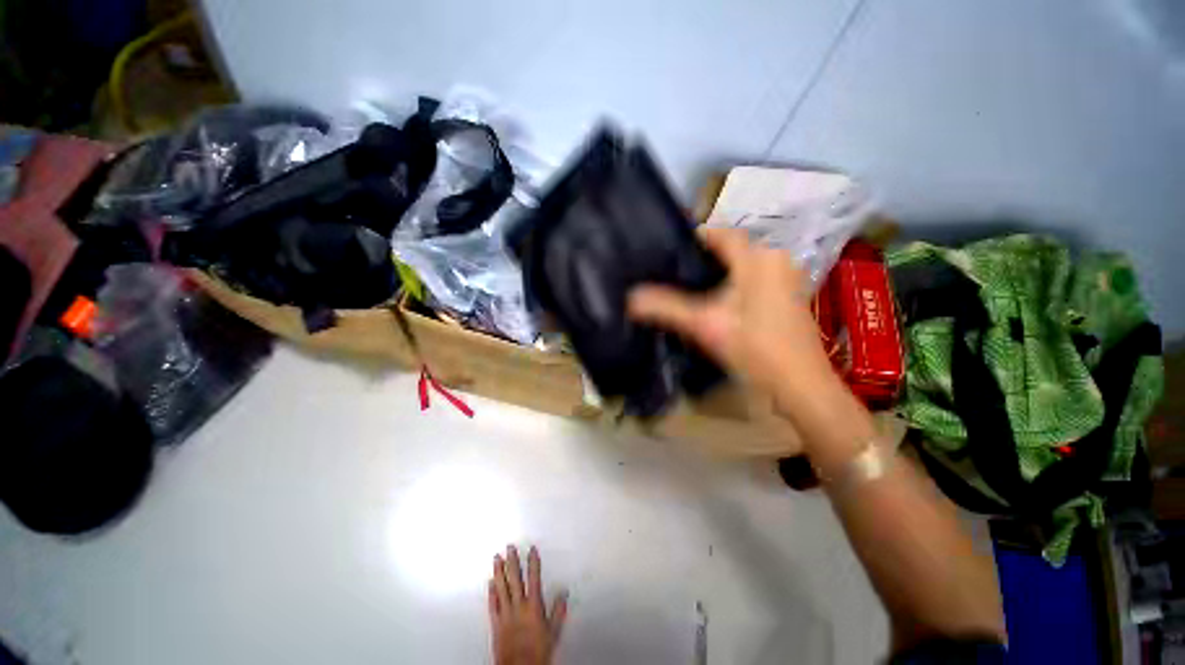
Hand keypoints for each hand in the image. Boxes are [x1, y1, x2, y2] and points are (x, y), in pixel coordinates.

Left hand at [490, 545, 567, 664]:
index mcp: (533, 605)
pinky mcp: (496, 623)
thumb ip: (558, 611)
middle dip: (513, 561)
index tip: (532, 549)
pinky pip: (493, 604)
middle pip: (515, 578)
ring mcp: (506, 613)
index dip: (533, 562)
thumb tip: (563, 594)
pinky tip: (490, 582)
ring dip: (499, 572)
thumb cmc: (538, 651)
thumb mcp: (554, 632)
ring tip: (497, 558)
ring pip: (501, 588)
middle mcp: (518, 606)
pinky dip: (491, 592)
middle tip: (510, 547)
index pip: (534, 577)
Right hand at [627, 227, 838, 409]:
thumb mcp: (704, 326)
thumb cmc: (754, 348)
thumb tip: (631, 298)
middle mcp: (777, 260)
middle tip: (675, 273)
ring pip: (743, 266)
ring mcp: (787, 278)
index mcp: (758, 258)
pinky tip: (718, 303)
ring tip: (690, 288)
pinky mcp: (789, 296)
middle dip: (704, 259)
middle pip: (732, 250)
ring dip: (719, 273)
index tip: (669, 251)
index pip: (721, 234)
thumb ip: (666, 308)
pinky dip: (734, 285)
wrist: (800, 385)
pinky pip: (754, 279)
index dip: (695, 237)